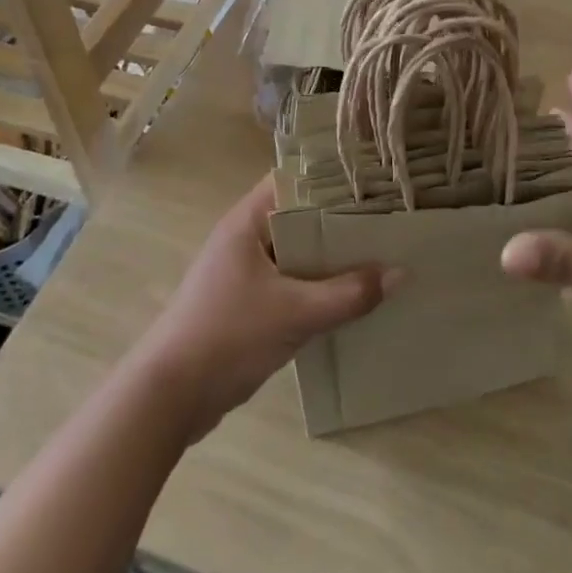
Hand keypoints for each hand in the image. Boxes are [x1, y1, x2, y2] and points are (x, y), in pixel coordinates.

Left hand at [132, 176, 396, 440]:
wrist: (170, 396)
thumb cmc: (228, 335)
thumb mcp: (295, 313)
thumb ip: (348, 294)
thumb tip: (401, 273)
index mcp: (248, 221)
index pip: (294, 178)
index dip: (332, 176)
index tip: (375, 180)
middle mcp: (246, 238)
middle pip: (301, 215)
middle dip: (342, 219)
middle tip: (390, 218)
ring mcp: (246, 271)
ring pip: (299, 252)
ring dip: (333, 256)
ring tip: (382, 253)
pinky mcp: (248, 303)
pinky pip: (293, 282)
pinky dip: (320, 286)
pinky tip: (354, 297)